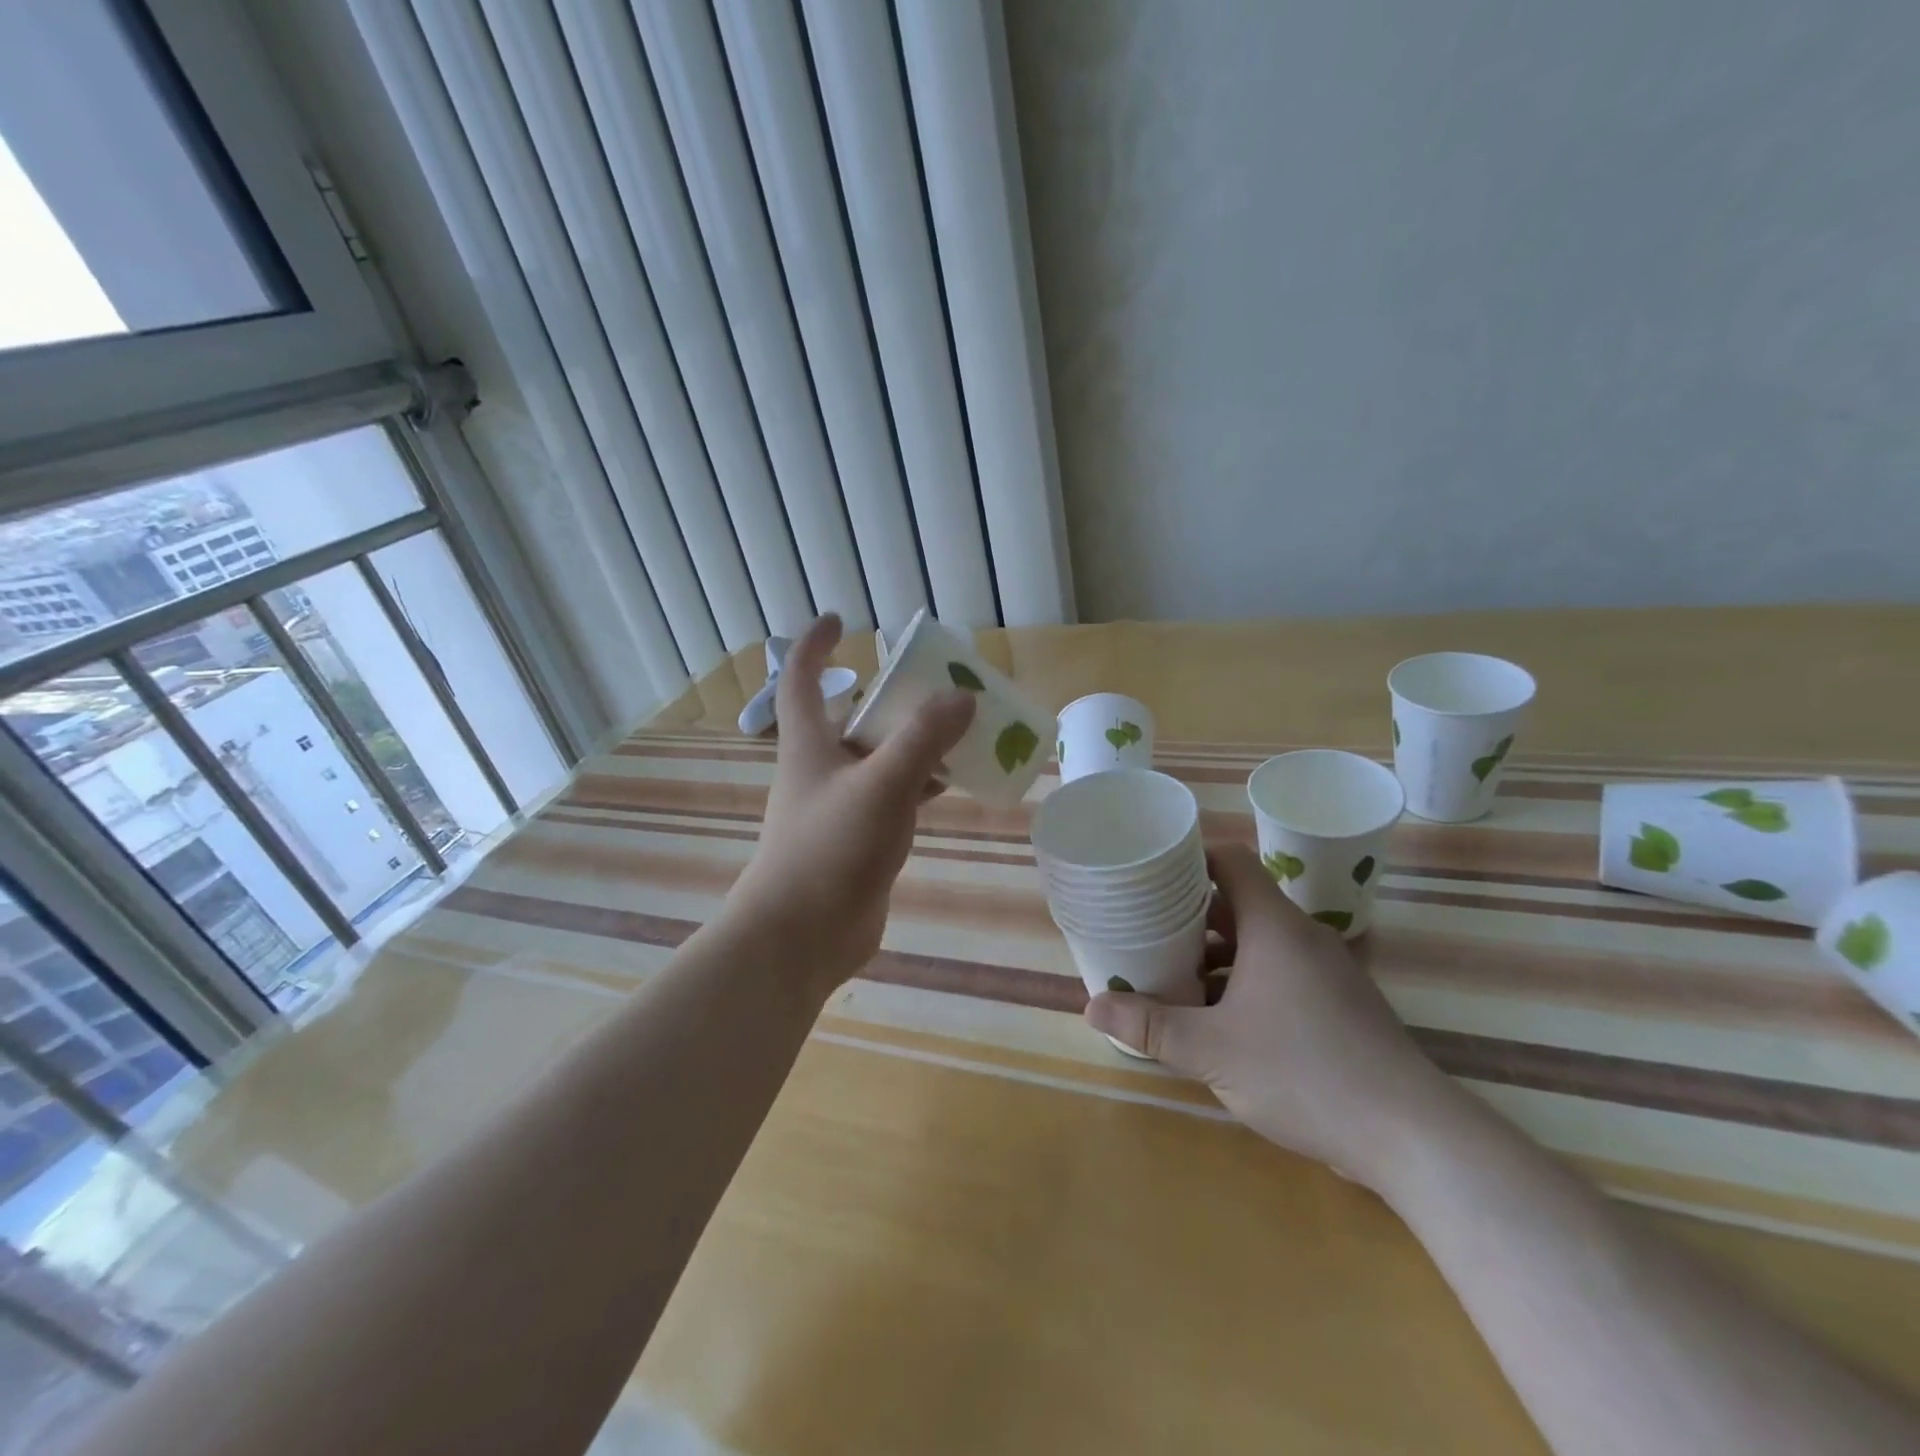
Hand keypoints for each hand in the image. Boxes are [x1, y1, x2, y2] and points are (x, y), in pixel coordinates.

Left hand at [725, 614, 973, 985]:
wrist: (802, 937)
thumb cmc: (830, 849)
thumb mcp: (882, 784)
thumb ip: (923, 738)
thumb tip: (962, 696)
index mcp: (809, 745)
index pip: (801, 678)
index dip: (815, 644)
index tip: (841, 620)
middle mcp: (820, 769)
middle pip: (854, 717)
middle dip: (891, 697)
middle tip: (938, 684)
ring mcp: (839, 806)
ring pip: (880, 759)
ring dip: (914, 743)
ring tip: (961, 730)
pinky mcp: (858, 840)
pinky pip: (893, 797)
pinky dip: (921, 785)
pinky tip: (953, 784)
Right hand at [1085, 842, 1466, 1191]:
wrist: (1412, 1136)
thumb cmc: (1305, 1073)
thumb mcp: (1212, 1050)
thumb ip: (1150, 1026)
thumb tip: (1092, 1005)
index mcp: (1274, 926)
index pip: (1230, 860)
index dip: (1189, 857)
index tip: (1150, 871)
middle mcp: (1302, 937)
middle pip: (1237, 902)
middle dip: (1188, 914)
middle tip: (1143, 926)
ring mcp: (1325, 972)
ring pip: (1258, 943)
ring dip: (1215, 954)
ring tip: (1170, 973)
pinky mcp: (1338, 1006)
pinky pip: (1279, 973)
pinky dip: (1243, 982)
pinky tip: (1217, 1018)